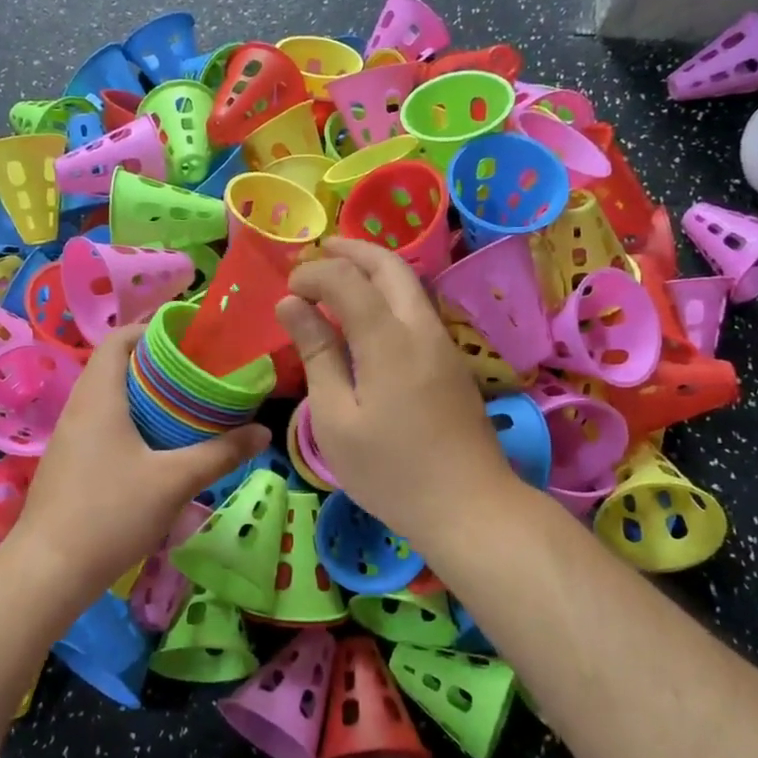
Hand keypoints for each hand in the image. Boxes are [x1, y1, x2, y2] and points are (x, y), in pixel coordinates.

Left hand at [8, 325, 267, 598]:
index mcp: (99, 396)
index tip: (191, 340)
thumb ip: (221, 453)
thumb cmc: (111, 513)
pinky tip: (159, 449)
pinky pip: (103, 425)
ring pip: (110, 398)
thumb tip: (263, 432)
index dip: (152, 329)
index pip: (119, 338)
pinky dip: (133, 422)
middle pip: (117, 366)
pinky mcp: (69, 464)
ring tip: (187, 409)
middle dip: (158, 365)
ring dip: (146, 396)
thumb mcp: (175, 481)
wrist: (49, 571)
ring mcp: (70, 437)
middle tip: (200, 376)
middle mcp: (79, 407)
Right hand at [276, 237, 520, 554]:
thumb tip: (292, 305)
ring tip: (338, 277)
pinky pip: (417, 309)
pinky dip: (388, 294)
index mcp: (388, 341)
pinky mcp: (452, 363)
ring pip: (410, 285)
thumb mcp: (336, 418)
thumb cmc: (391, 471)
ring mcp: (443, 344)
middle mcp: (421, 329)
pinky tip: (367, 316)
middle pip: (390, 266)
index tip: (288, 290)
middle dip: (352, 250)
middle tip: (318, 251)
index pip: (347, 280)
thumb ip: (317, 354)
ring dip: (374, 270)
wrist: (470, 507)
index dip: (314, 274)